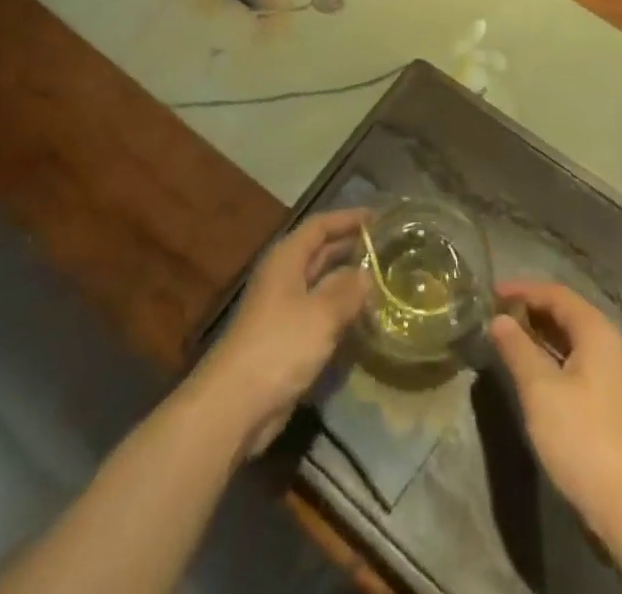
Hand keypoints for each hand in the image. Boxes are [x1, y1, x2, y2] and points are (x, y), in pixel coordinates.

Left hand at [191, 208, 370, 456]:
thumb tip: (366, 274)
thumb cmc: (279, 346)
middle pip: (320, 252)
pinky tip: (362, 318)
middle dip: (350, 247)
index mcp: (286, 259)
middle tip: (386, 248)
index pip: (320, 226)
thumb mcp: (321, 314)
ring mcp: (283, 309)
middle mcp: (283, 277)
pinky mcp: (286, 339)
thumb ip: (347, 290)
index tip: (378, 217)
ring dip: (347, 281)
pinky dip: (339, 311)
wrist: (235, 405)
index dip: (347, 218)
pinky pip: (319, 314)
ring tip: (382, 280)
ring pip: (321, 285)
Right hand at [487, 280, 621, 549]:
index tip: (490, 292)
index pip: (556, 293)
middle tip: (495, 314)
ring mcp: (613, 374)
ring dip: (539, 335)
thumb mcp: (541, 391)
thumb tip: (499, 319)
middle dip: (530, 310)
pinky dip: (551, 358)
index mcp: (596, 331)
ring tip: (506, 339)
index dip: (522, 289)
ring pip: (571, 340)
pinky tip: (532, 373)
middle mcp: (609, 344)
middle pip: (566, 313)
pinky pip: (576, 362)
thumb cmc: (585, 439)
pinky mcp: (610, 402)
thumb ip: (517, 349)